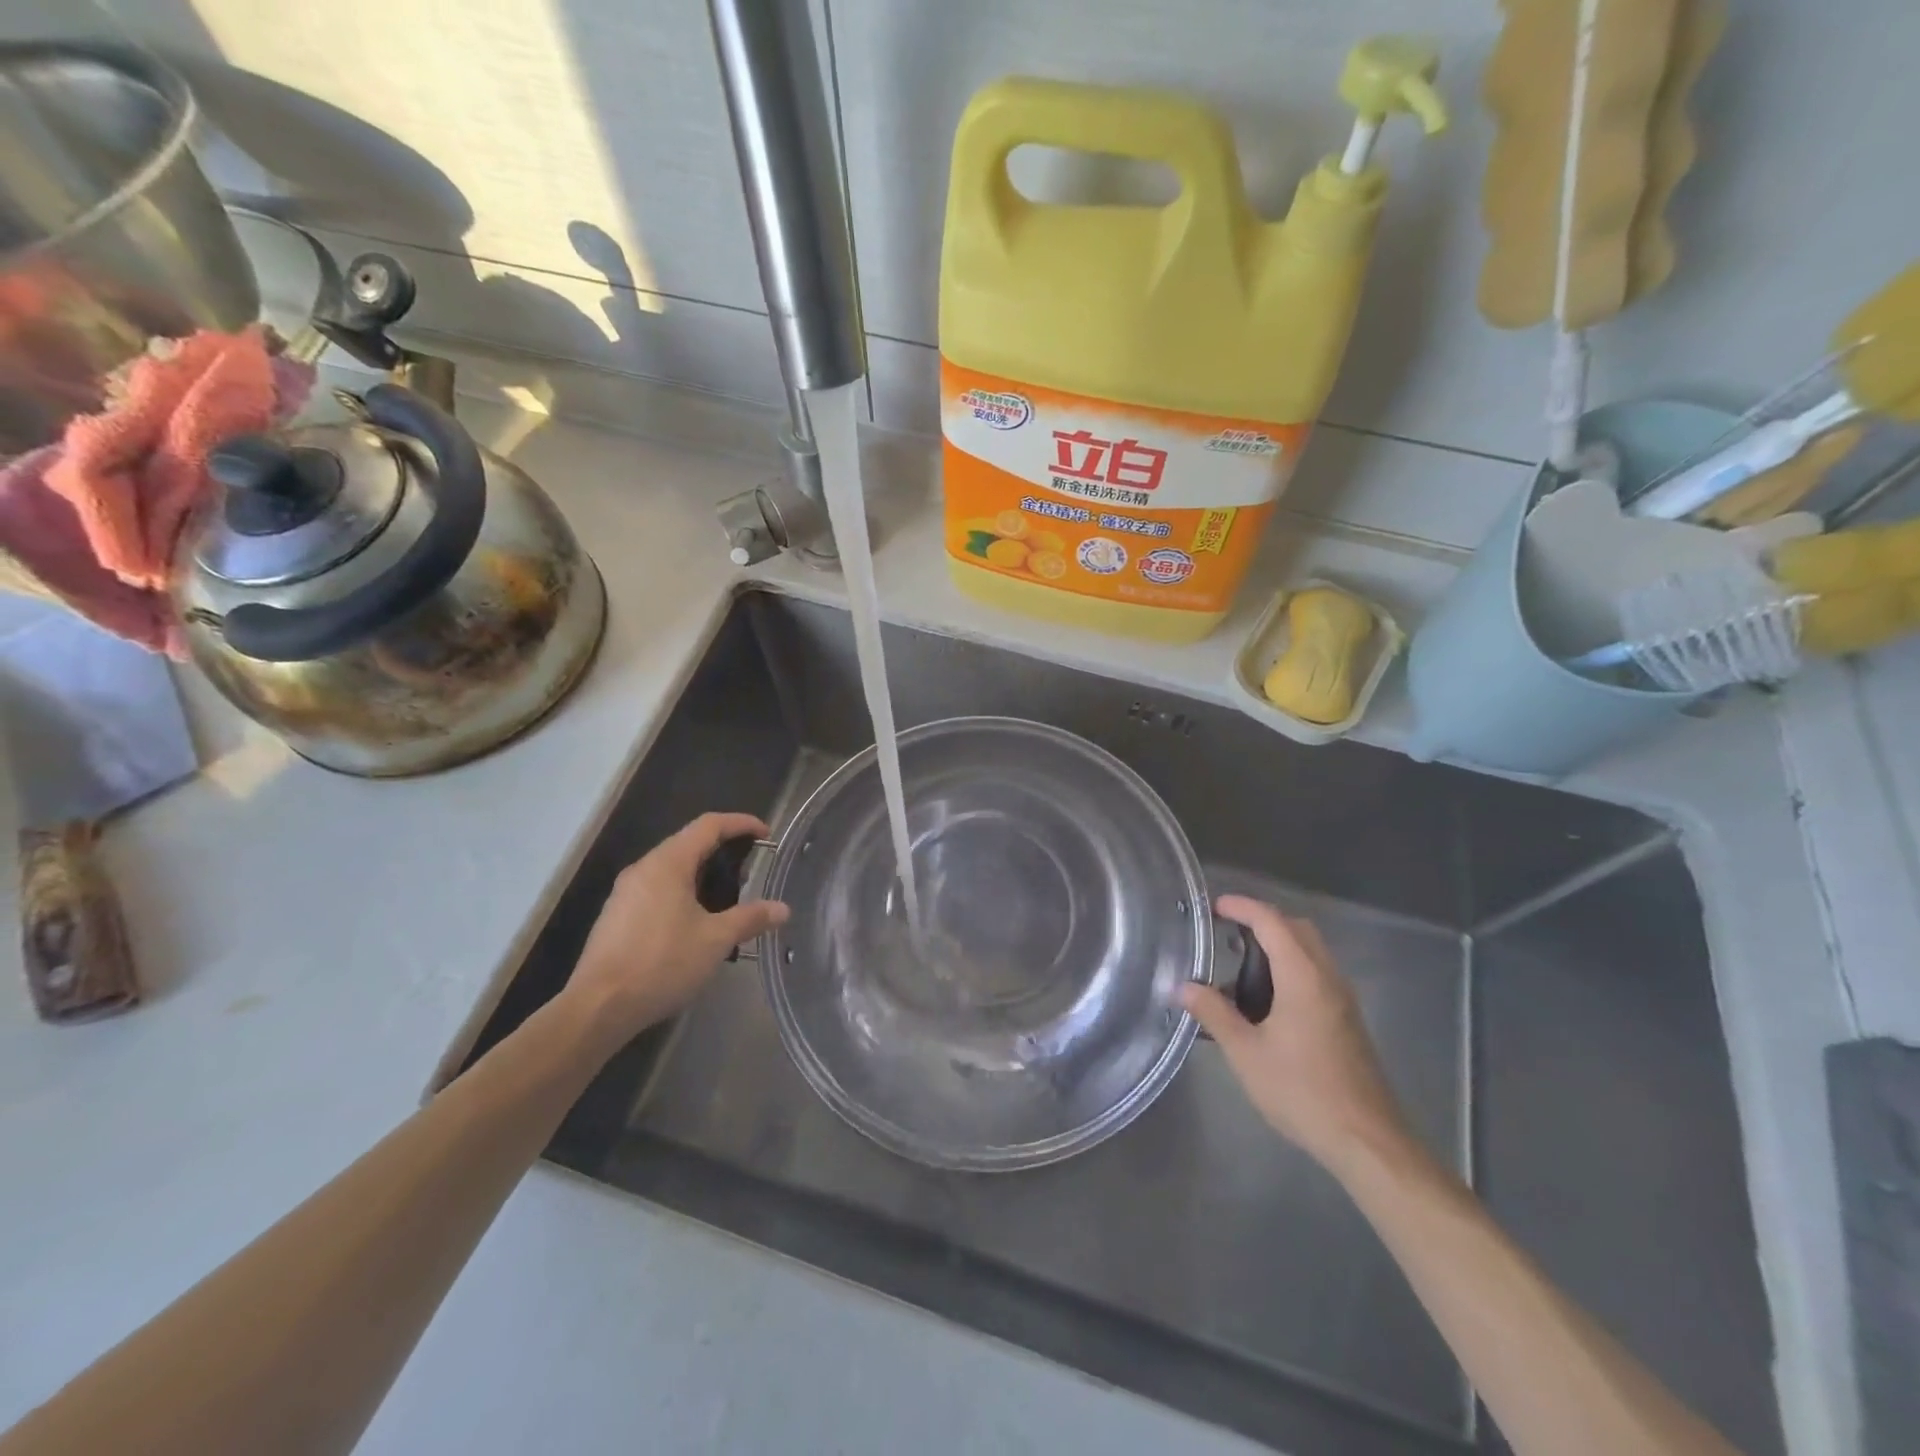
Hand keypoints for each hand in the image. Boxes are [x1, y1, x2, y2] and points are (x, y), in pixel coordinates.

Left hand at [563, 812, 788, 1049]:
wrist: (598, 1008)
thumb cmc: (662, 963)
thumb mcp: (716, 940)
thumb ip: (750, 918)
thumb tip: (782, 909)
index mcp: (667, 864)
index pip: (709, 825)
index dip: (740, 823)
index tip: (766, 834)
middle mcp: (643, 869)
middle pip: (689, 844)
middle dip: (723, 851)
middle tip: (750, 872)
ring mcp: (625, 894)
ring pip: (671, 869)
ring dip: (702, 875)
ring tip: (728, 900)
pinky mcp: (617, 917)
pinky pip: (657, 891)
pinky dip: (683, 894)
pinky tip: (695, 924)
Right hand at [1180, 895, 1411, 1174]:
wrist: (1367, 1141)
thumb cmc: (1302, 1091)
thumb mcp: (1246, 1053)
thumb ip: (1214, 1013)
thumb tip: (1184, 986)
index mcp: (1303, 976)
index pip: (1272, 922)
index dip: (1242, 907)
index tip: (1214, 906)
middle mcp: (1328, 978)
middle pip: (1297, 928)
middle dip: (1262, 920)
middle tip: (1226, 932)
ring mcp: (1342, 999)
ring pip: (1311, 951)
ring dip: (1278, 944)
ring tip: (1239, 965)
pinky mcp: (1347, 1020)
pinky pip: (1317, 973)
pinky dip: (1290, 967)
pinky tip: (1266, 1000)